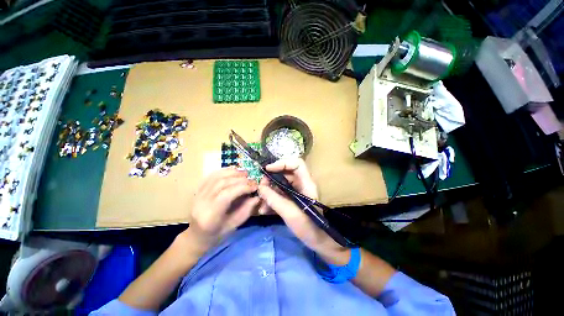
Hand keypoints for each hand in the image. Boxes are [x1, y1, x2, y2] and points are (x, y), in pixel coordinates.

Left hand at [181, 167, 259, 253]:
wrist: (197, 235)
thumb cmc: (217, 234)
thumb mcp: (235, 225)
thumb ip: (246, 209)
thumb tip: (257, 196)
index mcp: (210, 215)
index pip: (227, 194)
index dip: (243, 187)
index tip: (255, 186)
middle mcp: (201, 203)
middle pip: (222, 183)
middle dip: (240, 179)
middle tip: (252, 179)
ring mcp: (198, 195)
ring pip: (216, 177)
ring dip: (233, 172)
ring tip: (245, 173)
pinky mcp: (198, 190)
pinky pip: (211, 176)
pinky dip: (224, 171)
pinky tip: (234, 170)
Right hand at [258, 159, 349, 264]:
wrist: (316, 241)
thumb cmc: (308, 226)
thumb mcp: (290, 213)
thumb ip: (274, 200)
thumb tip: (260, 188)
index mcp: (306, 183)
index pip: (297, 164)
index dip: (282, 163)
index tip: (268, 169)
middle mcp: (301, 184)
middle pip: (285, 173)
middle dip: (271, 179)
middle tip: (261, 187)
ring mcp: (296, 192)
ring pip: (280, 184)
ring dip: (269, 191)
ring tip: (261, 201)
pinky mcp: (291, 200)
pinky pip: (279, 194)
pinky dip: (271, 199)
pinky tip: (264, 209)